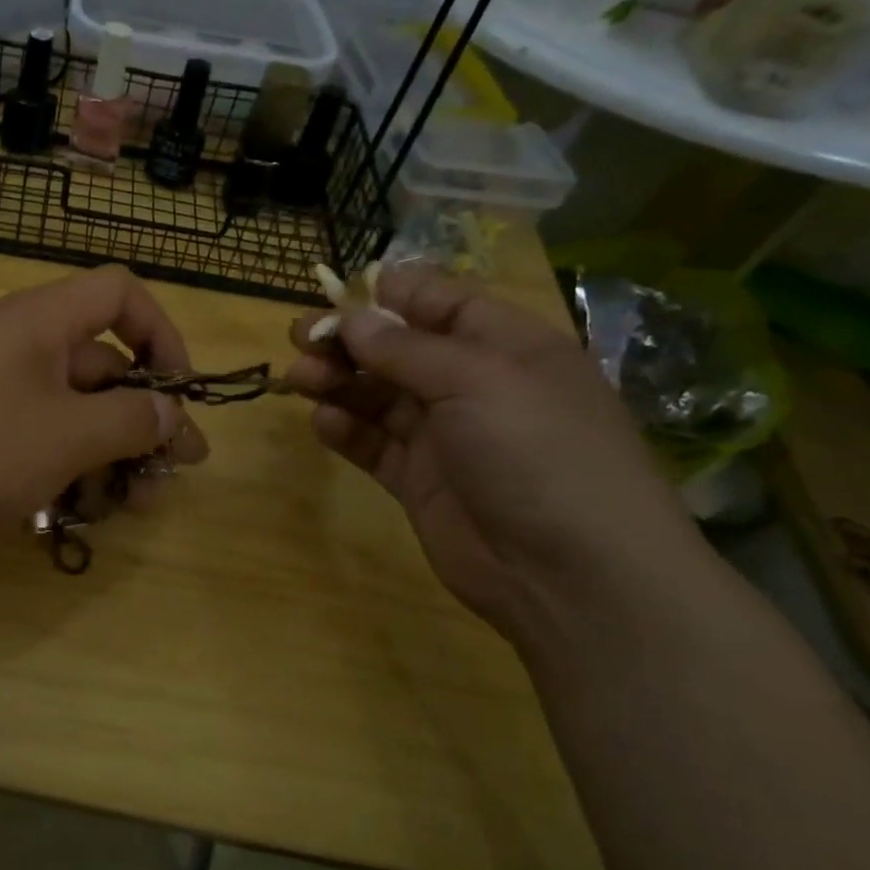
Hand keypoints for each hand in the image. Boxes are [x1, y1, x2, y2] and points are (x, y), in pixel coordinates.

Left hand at [0, 266, 208, 565]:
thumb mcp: (65, 436)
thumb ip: (131, 421)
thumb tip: (172, 411)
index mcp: (44, 323)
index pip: (121, 294)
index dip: (162, 334)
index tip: (179, 394)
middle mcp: (22, 348)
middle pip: (104, 368)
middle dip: (144, 423)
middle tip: (170, 479)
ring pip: (72, 416)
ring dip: (108, 459)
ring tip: (128, 510)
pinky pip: (36, 444)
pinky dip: (63, 475)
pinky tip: (75, 518)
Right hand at [284, 267, 698, 641]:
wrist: (570, 575)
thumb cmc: (538, 453)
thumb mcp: (477, 382)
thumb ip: (407, 349)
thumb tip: (353, 318)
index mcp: (506, 347)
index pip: (443, 303)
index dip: (392, 295)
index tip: (339, 294)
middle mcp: (473, 386)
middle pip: (399, 349)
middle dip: (349, 339)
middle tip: (300, 338)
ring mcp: (444, 436)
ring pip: (378, 395)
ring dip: (338, 381)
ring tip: (299, 379)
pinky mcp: (418, 480)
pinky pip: (373, 444)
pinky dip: (346, 429)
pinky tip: (324, 422)